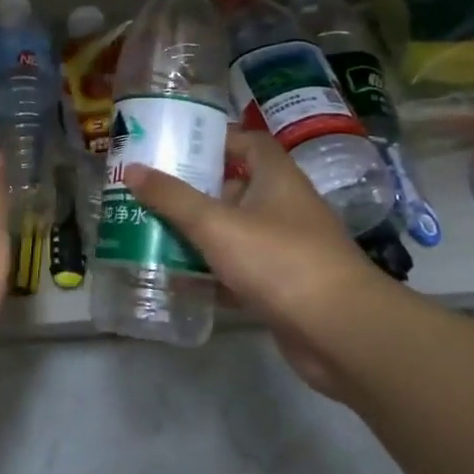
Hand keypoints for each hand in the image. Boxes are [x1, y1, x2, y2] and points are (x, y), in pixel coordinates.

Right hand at [125, 128, 388, 393]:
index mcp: (277, 179)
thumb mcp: (216, 224)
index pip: (249, 143)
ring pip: (234, 233)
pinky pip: (239, 271)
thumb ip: (172, 198)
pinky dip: (212, 273)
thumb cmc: (279, 261)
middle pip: (235, 188)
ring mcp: (286, 250)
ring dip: (199, 235)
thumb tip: (132, 170)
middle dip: (194, 191)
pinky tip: (178, 279)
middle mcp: (284, 208)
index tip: (177, 147)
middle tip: (152, 193)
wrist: (341, 333)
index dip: (215, 140)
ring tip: (153, 233)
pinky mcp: (283, 287)